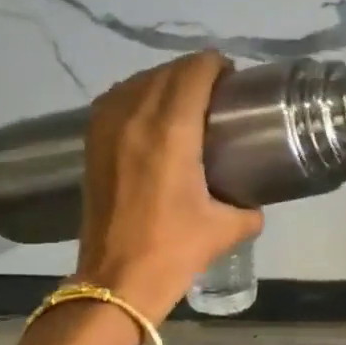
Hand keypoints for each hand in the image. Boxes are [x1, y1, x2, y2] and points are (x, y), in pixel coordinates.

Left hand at [73, 52, 264, 318]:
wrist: (117, 279)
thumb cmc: (174, 250)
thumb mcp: (227, 229)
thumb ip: (249, 208)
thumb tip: (253, 203)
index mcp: (171, 132)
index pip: (193, 73)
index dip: (215, 65)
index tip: (233, 76)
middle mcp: (135, 119)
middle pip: (166, 72)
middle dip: (193, 71)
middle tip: (217, 90)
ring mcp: (107, 129)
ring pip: (137, 82)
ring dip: (163, 80)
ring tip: (185, 98)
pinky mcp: (91, 144)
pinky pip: (116, 100)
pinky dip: (137, 95)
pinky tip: (150, 114)